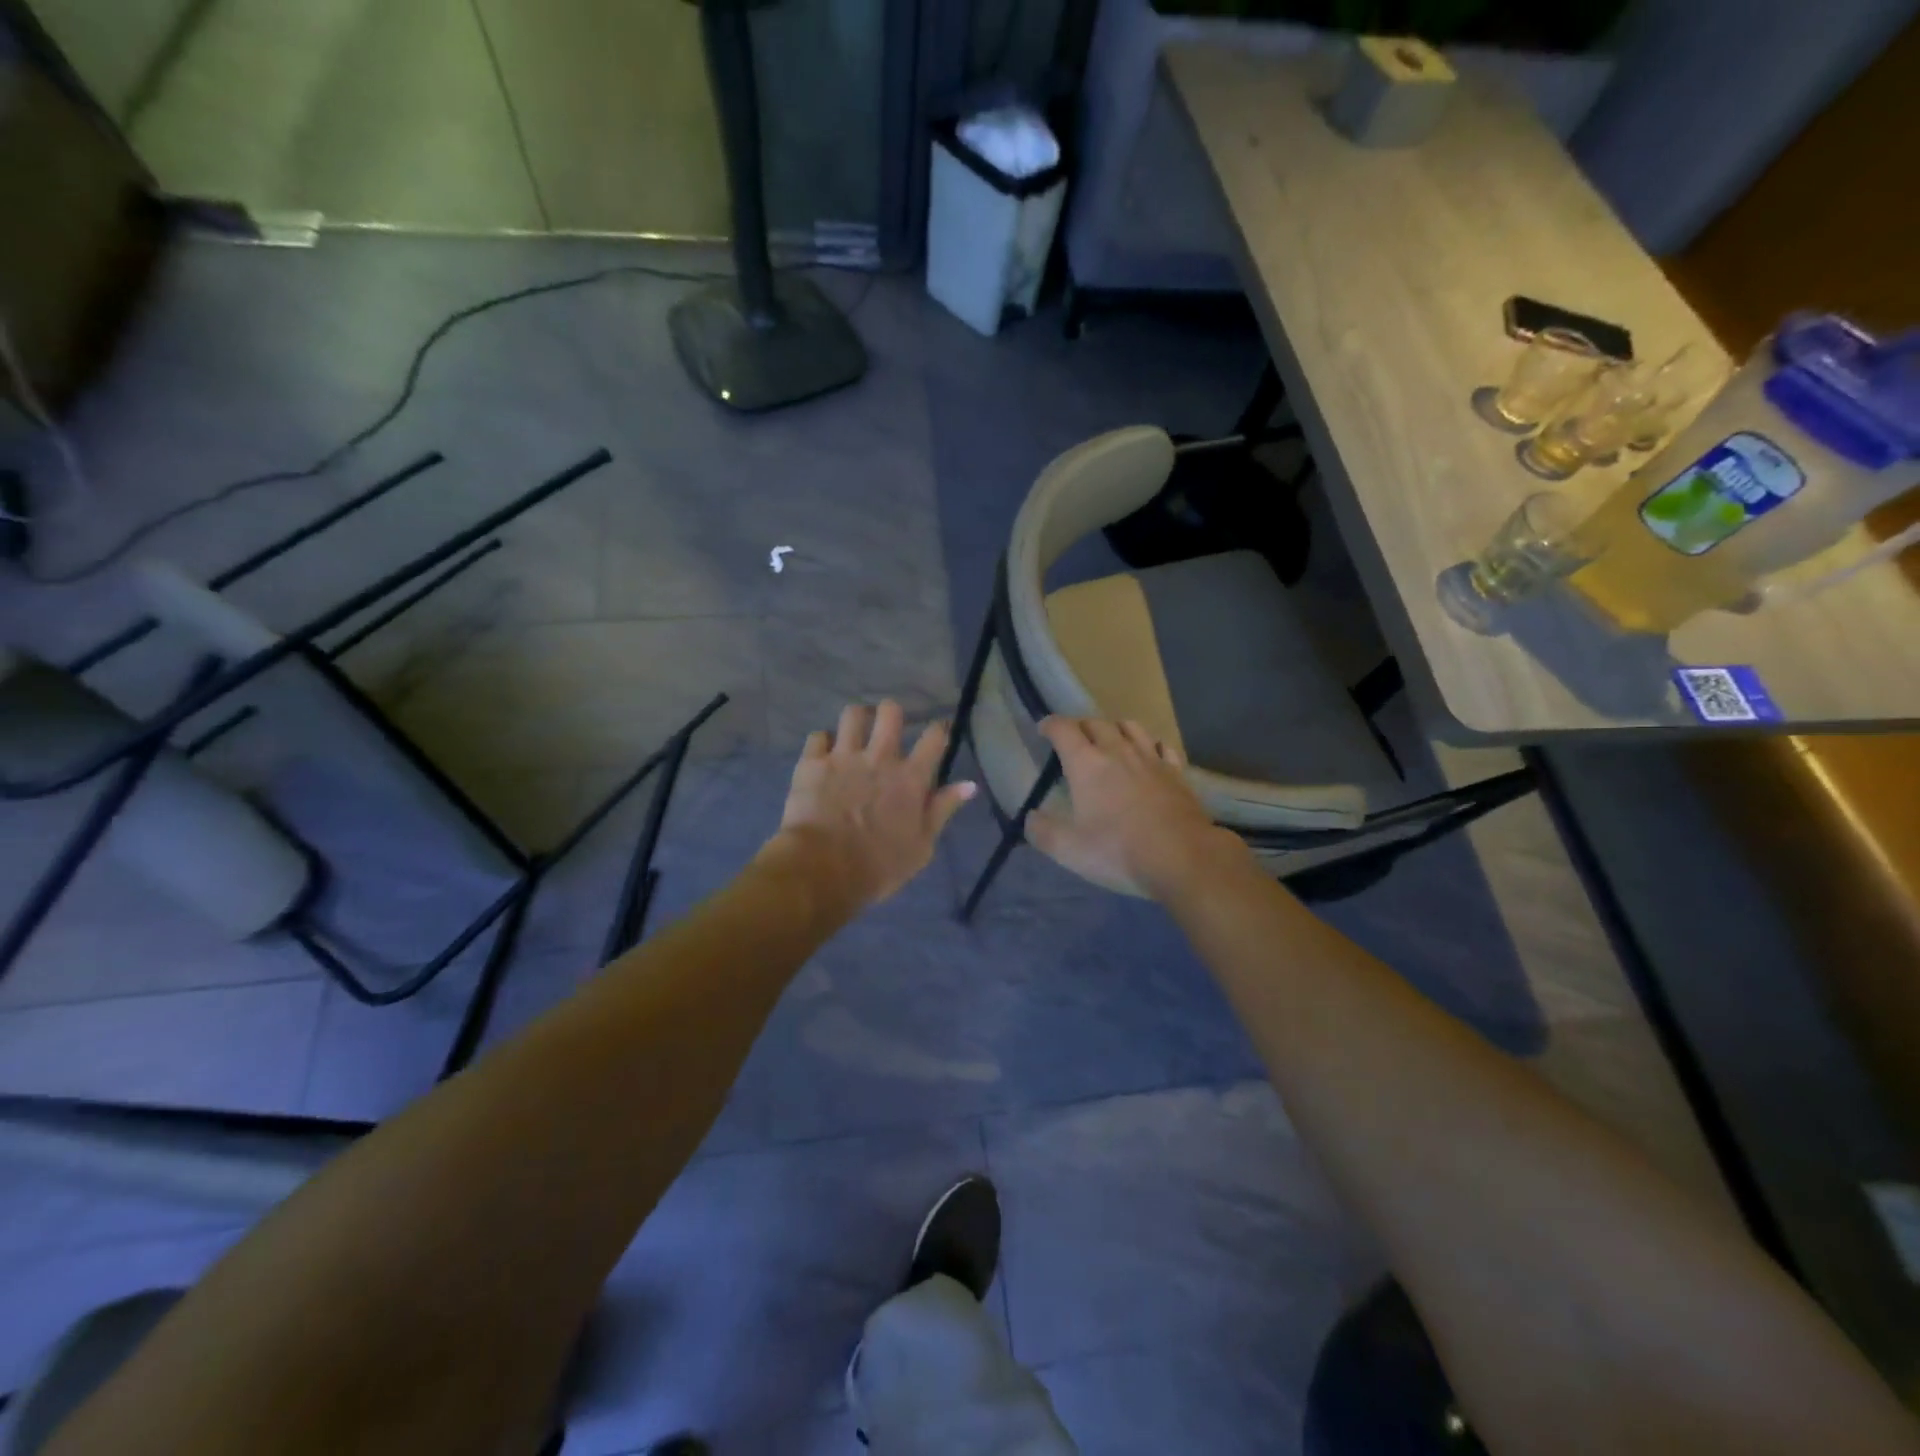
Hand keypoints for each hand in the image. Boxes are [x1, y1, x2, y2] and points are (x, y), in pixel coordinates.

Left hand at [763, 701, 975, 912]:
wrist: (823, 869)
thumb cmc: (879, 866)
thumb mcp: (922, 846)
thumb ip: (943, 810)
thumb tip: (969, 785)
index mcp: (911, 778)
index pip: (934, 737)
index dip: (939, 729)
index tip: (938, 732)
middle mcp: (880, 757)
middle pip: (890, 712)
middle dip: (891, 713)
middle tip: (888, 727)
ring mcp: (843, 756)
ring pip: (852, 714)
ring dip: (856, 719)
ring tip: (854, 732)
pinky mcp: (811, 763)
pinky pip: (816, 736)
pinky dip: (821, 743)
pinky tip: (822, 754)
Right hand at [1026, 717, 1250, 899]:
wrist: (1182, 857)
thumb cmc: (1118, 851)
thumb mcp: (1068, 850)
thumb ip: (1043, 832)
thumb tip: (1030, 818)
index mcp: (1086, 764)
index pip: (1063, 729)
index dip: (1050, 725)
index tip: (1043, 729)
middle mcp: (1118, 751)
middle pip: (1096, 723)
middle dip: (1080, 727)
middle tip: (1073, 741)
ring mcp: (1151, 759)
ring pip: (1131, 727)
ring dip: (1114, 728)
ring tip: (1110, 741)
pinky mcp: (1176, 772)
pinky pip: (1161, 746)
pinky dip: (1149, 745)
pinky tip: (1149, 757)